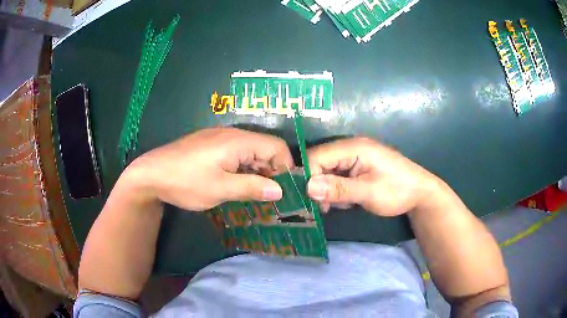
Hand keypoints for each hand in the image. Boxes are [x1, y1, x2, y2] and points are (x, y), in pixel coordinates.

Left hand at [128, 128, 293, 210]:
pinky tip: (238, 184)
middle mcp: (232, 134)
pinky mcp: (211, 145)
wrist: (151, 173)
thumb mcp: (220, 189)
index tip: (285, 190)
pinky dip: (244, 169)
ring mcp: (220, 138)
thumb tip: (279, 190)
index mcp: (238, 141)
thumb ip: (252, 188)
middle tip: (272, 197)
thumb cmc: (186, 181)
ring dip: (258, 171)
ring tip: (257, 194)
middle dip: (272, 171)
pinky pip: (237, 154)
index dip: (286, 167)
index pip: (277, 147)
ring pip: (251, 152)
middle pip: (265, 148)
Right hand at [306, 137, 443, 216]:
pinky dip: (336, 191)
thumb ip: (339, 189)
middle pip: (319, 163)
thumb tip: (308, 188)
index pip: (316, 156)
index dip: (308, 177)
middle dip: (317, 186)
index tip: (311, 200)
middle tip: (325, 207)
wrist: (420, 193)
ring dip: (327, 190)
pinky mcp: (356, 168)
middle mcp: (350, 148)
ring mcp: (353, 158)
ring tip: (338, 206)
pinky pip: (336, 177)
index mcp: (353, 147)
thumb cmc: (397, 190)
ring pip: (326, 172)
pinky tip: (346, 201)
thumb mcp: (369, 192)